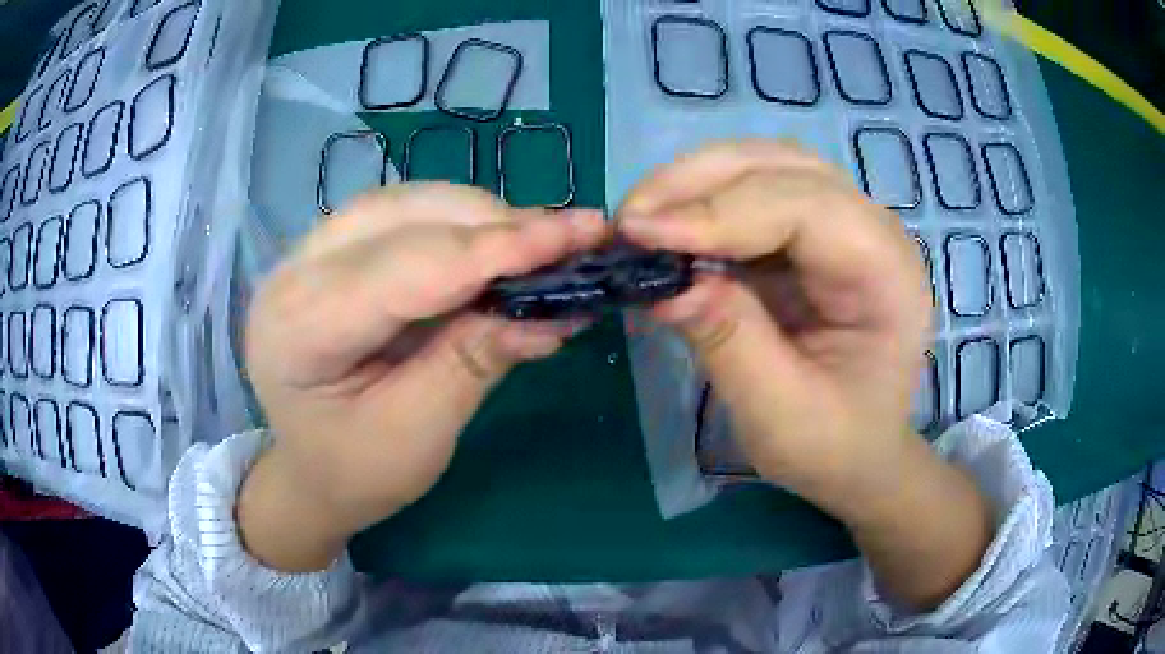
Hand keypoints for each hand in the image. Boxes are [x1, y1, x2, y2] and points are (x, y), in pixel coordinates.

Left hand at [239, 184, 607, 570]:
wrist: (306, 474)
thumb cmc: (354, 473)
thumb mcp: (417, 435)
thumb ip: (474, 362)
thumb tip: (554, 310)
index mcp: (301, 327)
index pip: (411, 267)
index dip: (499, 248)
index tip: (581, 235)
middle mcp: (295, 270)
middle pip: (407, 217)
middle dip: (495, 225)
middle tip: (572, 240)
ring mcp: (309, 254)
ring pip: (406, 205)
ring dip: (479, 218)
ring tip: (540, 244)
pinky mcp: (331, 253)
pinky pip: (401, 218)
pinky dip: (457, 226)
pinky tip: (493, 246)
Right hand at [619, 141, 990, 608]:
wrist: (858, 455)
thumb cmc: (833, 446)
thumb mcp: (780, 415)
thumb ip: (729, 343)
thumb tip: (663, 283)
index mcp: (887, 274)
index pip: (806, 207)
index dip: (720, 212)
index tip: (640, 233)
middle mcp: (872, 229)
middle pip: (782, 166)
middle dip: (698, 183)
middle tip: (629, 220)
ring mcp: (842, 223)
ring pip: (763, 166)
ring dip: (695, 182)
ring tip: (641, 219)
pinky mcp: (810, 233)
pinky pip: (752, 191)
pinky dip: (702, 201)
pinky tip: (668, 228)